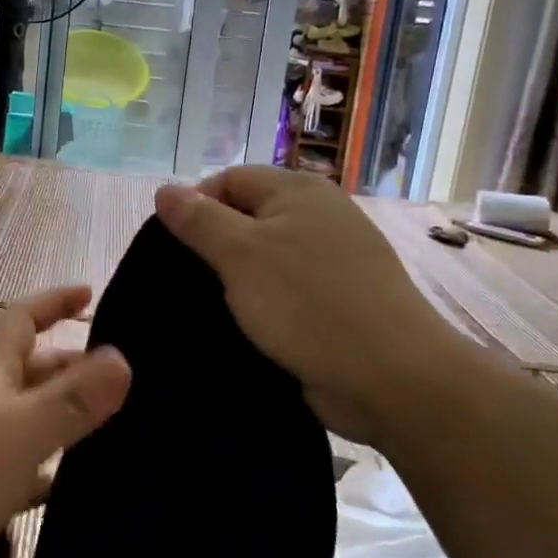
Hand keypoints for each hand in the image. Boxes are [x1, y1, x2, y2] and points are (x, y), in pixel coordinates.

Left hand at [0, 285, 130, 557]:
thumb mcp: (23, 432)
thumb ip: (73, 398)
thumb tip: (121, 359)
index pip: (22, 317)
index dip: (54, 301)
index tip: (91, 294)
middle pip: (27, 368)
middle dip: (69, 365)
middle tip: (120, 381)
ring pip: (23, 416)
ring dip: (60, 415)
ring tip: (109, 429)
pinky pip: (13, 463)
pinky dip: (41, 465)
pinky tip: (66, 485)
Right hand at [154, 167, 472, 444]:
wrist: (393, 378)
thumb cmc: (309, 304)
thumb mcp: (241, 255)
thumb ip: (199, 220)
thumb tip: (165, 190)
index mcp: (298, 191)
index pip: (229, 179)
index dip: (196, 206)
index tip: (175, 248)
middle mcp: (320, 215)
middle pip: (248, 216)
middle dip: (215, 245)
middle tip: (189, 281)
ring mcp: (335, 259)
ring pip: (267, 256)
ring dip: (238, 278)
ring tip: (211, 306)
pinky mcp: (340, 299)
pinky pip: (288, 288)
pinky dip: (264, 301)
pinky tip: (246, 325)